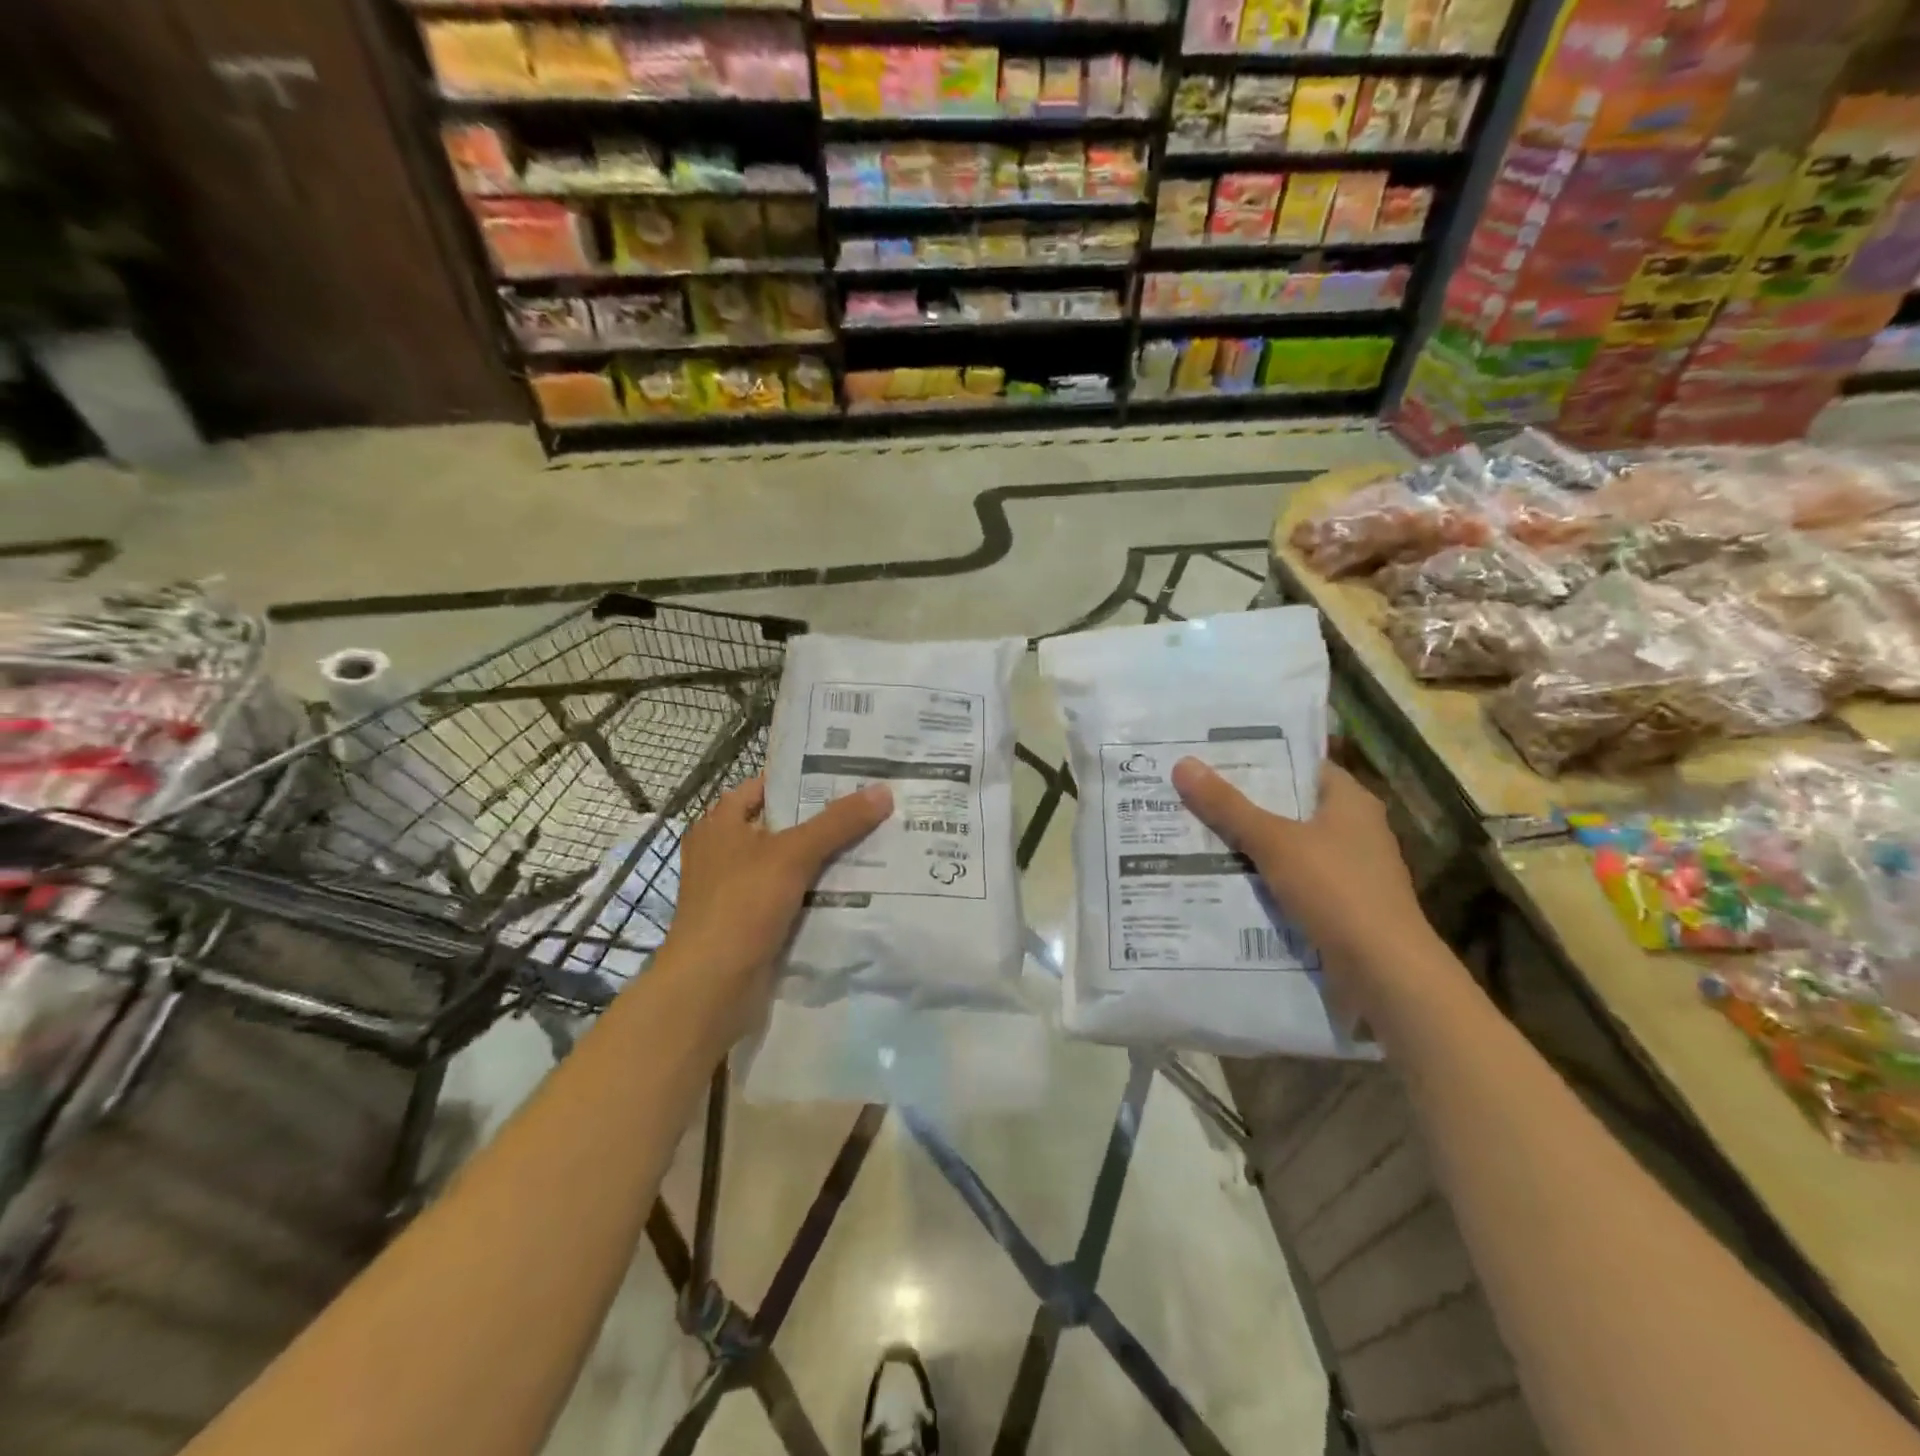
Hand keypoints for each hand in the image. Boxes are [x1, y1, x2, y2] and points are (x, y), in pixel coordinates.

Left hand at [656, 777, 891, 1036]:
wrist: (712, 987)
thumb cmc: (742, 906)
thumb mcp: (793, 854)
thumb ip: (838, 822)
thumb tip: (883, 790)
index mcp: (719, 824)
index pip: (767, 787)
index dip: (804, 778)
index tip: (849, 774)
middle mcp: (725, 852)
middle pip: (783, 826)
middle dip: (825, 820)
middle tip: (873, 807)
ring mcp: (738, 890)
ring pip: (791, 864)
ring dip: (826, 858)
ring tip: (876, 842)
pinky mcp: (752, 923)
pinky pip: (793, 896)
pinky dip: (819, 892)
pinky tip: (857, 887)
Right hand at [1170, 757, 1435, 991]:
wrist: (1384, 972)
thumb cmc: (1336, 890)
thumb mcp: (1274, 842)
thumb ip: (1228, 806)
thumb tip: (1183, 764)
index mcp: (1350, 801)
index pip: (1300, 765)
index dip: (1258, 759)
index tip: (1212, 758)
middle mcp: (1353, 829)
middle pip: (1288, 806)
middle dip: (1243, 803)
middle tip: (1190, 792)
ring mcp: (1348, 869)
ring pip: (1286, 846)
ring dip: (1248, 843)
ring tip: (1193, 832)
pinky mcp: (1338, 905)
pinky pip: (1290, 880)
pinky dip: (1260, 878)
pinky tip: (1221, 878)